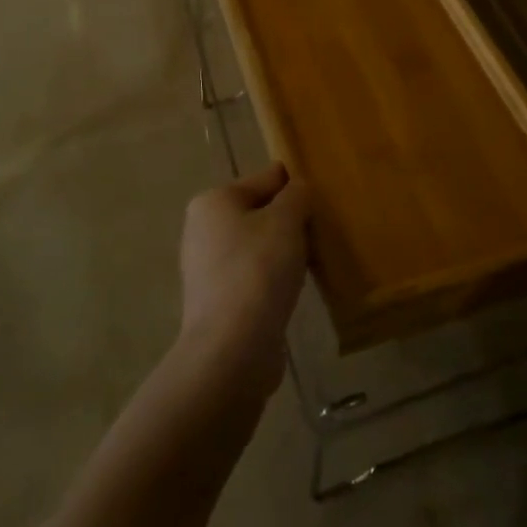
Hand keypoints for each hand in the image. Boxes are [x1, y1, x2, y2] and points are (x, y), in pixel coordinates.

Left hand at [177, 163, 312, 400]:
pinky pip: (254, 276)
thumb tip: (298, 189)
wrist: (232, 348)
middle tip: (321, 235)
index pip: (266, 178)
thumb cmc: (259, 270)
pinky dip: (274, 279)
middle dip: (291, 222)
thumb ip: (297, 195)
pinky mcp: (217, 301)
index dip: (296, 187)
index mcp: (214, 201)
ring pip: (259, 246)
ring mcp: (207, 267)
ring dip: (285, 252)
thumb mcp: (286, 220)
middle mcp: (203, 229)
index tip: (323, 202)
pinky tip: (294, 290)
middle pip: (260, 212)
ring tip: (312, 263)